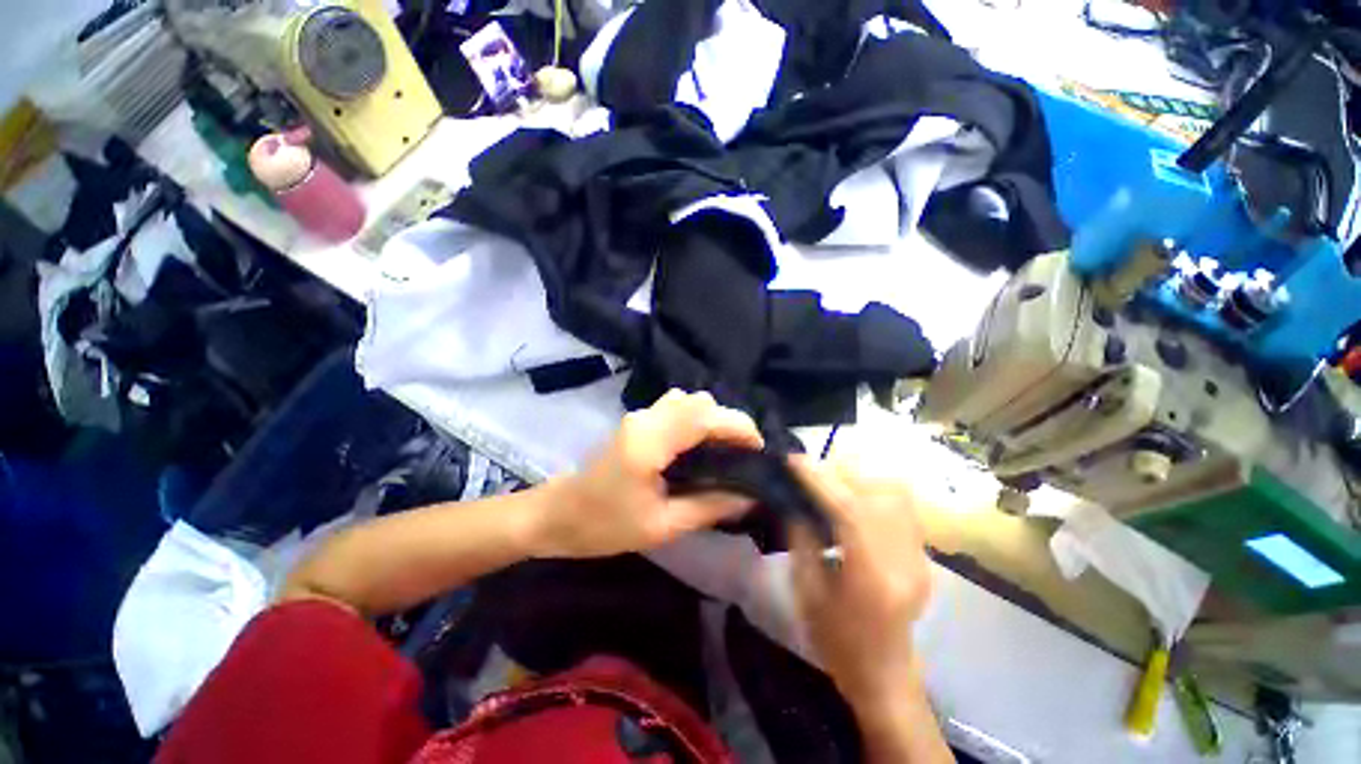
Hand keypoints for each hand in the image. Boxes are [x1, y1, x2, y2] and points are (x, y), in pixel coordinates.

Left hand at [528, 390, 763, 558]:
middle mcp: (646, 418)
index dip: (739, 426)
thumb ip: (709, 507)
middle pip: (700, 401)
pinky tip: (699, 446)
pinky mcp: (637, 420)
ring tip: (724, 451)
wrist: (557, 515)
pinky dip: (696, 418)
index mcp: (651, 441)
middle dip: (730, 422)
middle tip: (743, 456)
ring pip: (689, 400)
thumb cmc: (604, 526)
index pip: (705, 416)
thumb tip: (749, 497)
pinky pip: (676, 406)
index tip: (760, 450)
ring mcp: (639, 415)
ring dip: (712, 418)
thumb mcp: (661, 526)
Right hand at [789, 458, 932, 712]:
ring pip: (895, 492)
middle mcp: (904, 560)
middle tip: (810, 472)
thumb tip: (793, 499)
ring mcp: (920, 556)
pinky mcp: (923, 554)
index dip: (819, 479)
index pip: (849, 510)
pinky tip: (853, 496)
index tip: (794, 460)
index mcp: (872, 576)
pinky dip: (874, 490)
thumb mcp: (806, 592)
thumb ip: (801, 539)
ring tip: (831, 481)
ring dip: (859, 477)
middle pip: (878, 492)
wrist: (885, 675)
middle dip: (840, 472)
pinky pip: (901, 505)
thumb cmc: (837, 640)